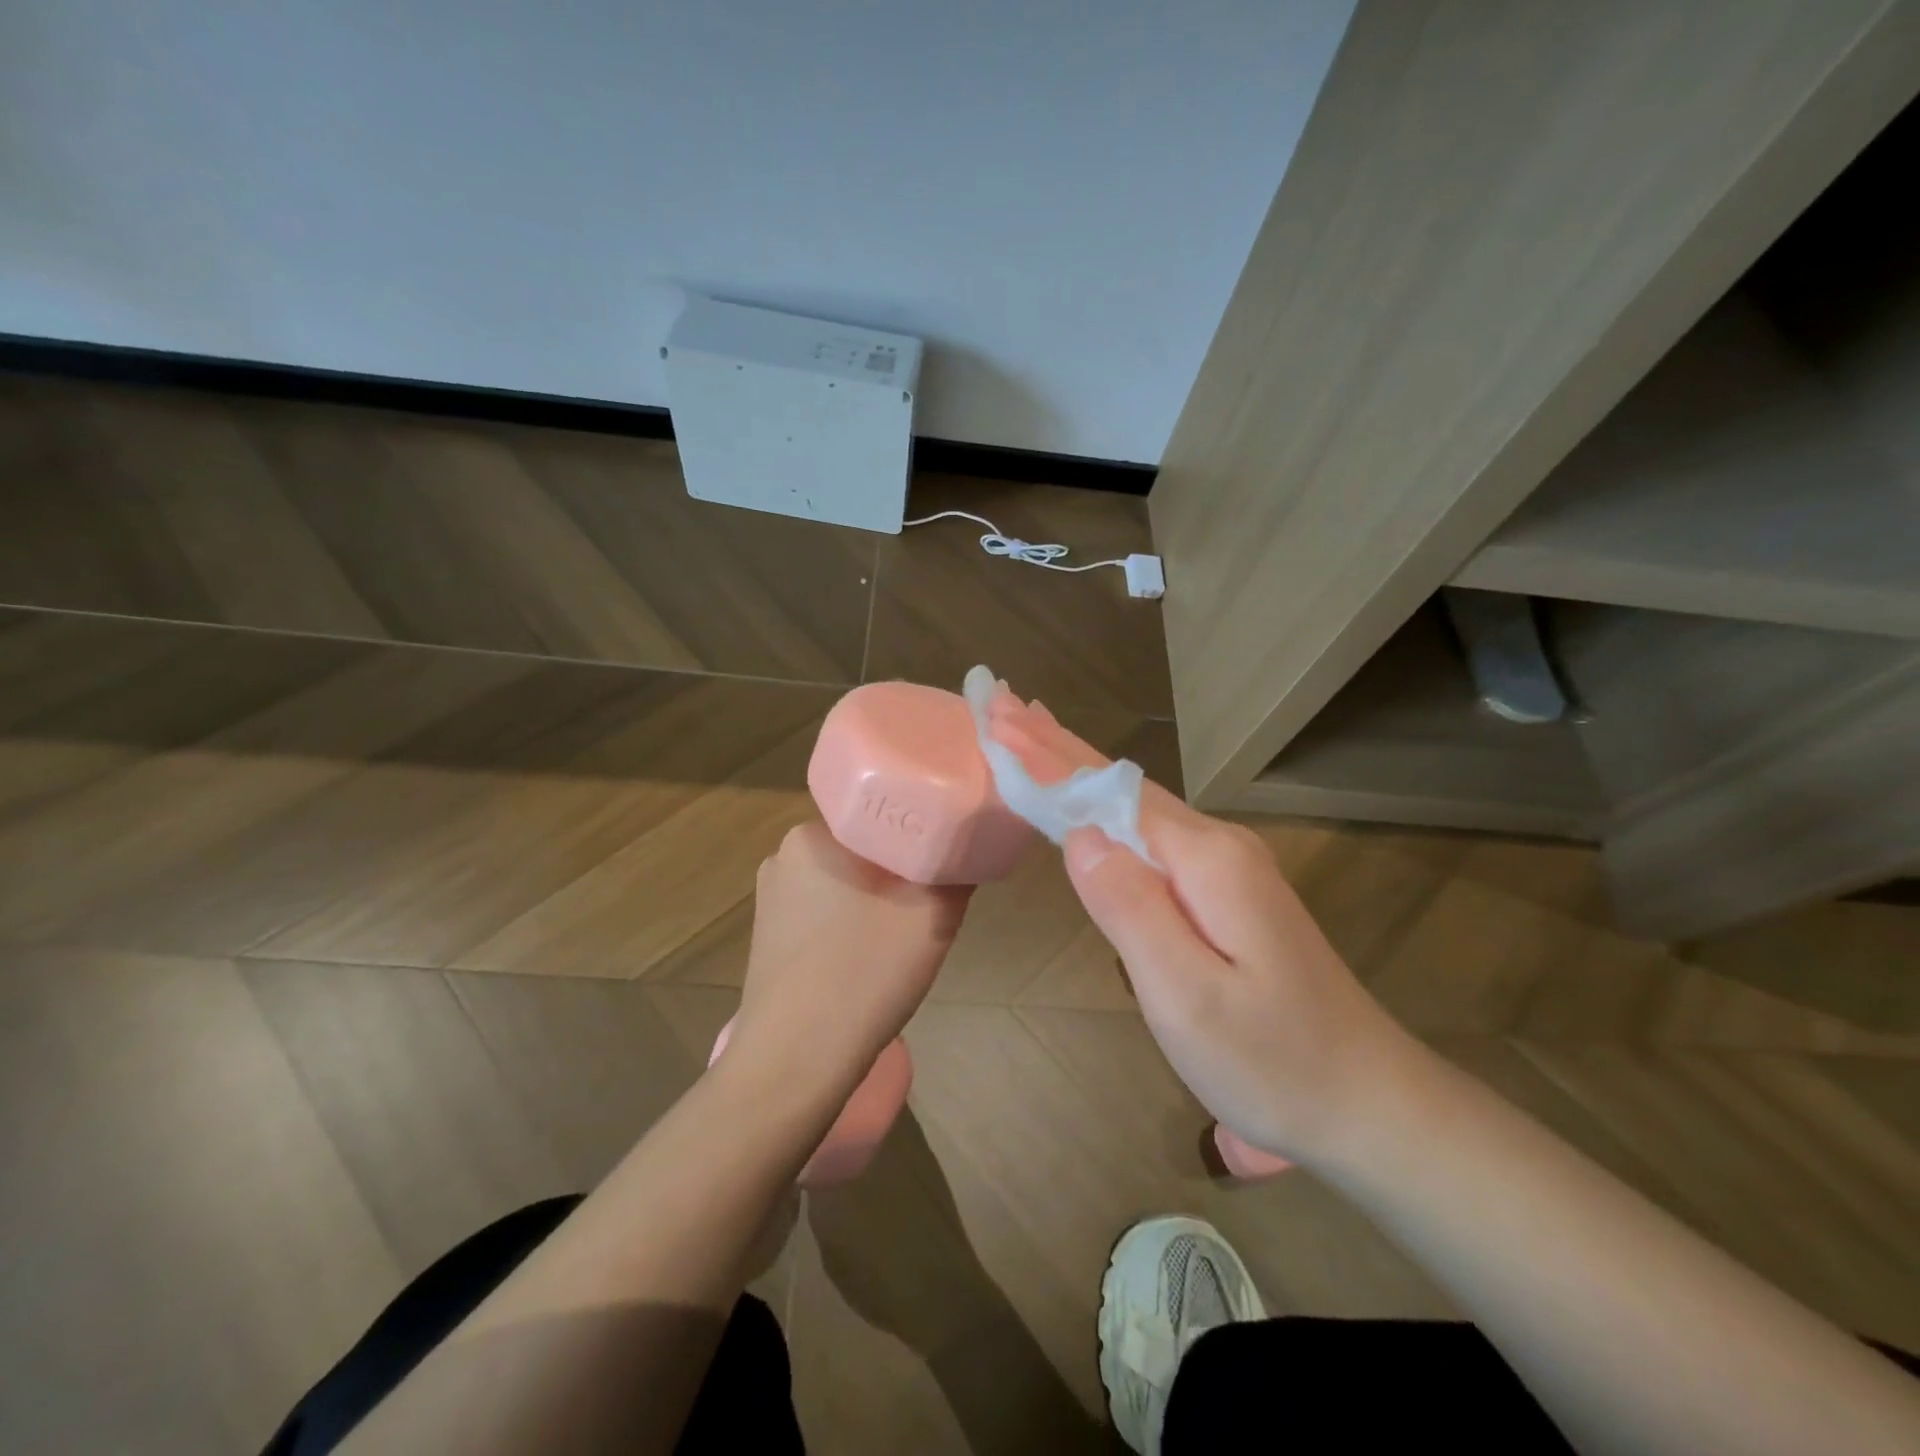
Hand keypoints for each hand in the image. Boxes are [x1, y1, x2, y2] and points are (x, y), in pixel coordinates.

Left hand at [729, 821, 969, 1106]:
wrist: (793, 1063)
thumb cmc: (863, 974)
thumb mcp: (932, 914)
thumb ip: (956, 869)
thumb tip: (969, 846)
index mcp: (812, 835)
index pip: (878, 813)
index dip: (919, 834)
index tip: (944, 863)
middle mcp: (784, 856)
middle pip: (864, 849)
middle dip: (900, 873)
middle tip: (929, 908)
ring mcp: (771, 900)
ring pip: (847, 884)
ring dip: (878, 903)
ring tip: (901, 943)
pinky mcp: (769, 938)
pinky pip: (826, 915)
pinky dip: (853, 928)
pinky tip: (866, 965)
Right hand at [986, 694, 1409, 1163]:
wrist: (1370, 1103)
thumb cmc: (1273, 1062)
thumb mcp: (1186, 996)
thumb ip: (1130, 908)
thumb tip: (1080, 835)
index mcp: (1205, 860)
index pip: (1107, 792)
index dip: (1048, 756)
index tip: (998, 716)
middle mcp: (1217, 846)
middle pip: (1121, 785)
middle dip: (1058, 747)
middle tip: (1004, 706)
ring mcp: (1226, 868)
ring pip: (1135, 806)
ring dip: (1078, 770)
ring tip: (1032, 737)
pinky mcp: (1226, 893)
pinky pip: (1151, 836)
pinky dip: (1106, 808)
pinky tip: (1090, 805)